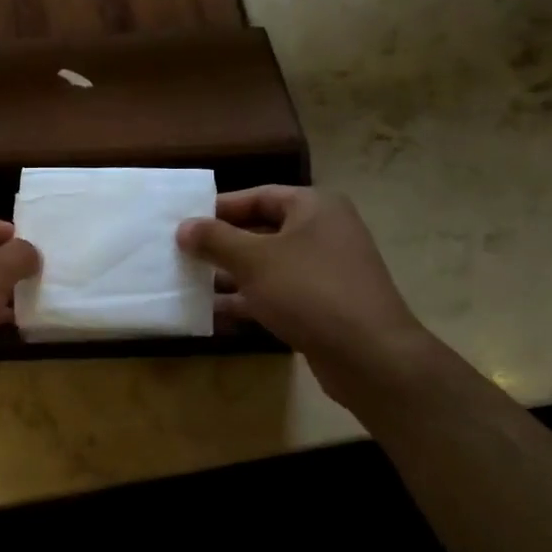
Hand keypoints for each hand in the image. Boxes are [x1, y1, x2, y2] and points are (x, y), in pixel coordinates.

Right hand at [177, 186, 427, 398]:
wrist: (369, 355)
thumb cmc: (308, 291)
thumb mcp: (254, 259)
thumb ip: (215, 240)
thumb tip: (183, 227)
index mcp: (314, 207)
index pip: (259, 196)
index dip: (220, 208)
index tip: (184, 222)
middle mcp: (323, 233)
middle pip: (261, 231)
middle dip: (221, 245)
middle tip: (182, 255)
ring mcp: (325, 272)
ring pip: (267, 267)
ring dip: (230, 276)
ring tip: (188, 284)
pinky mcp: (323, 307)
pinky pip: (277, 295)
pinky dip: (248, 302)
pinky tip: (213, 314)